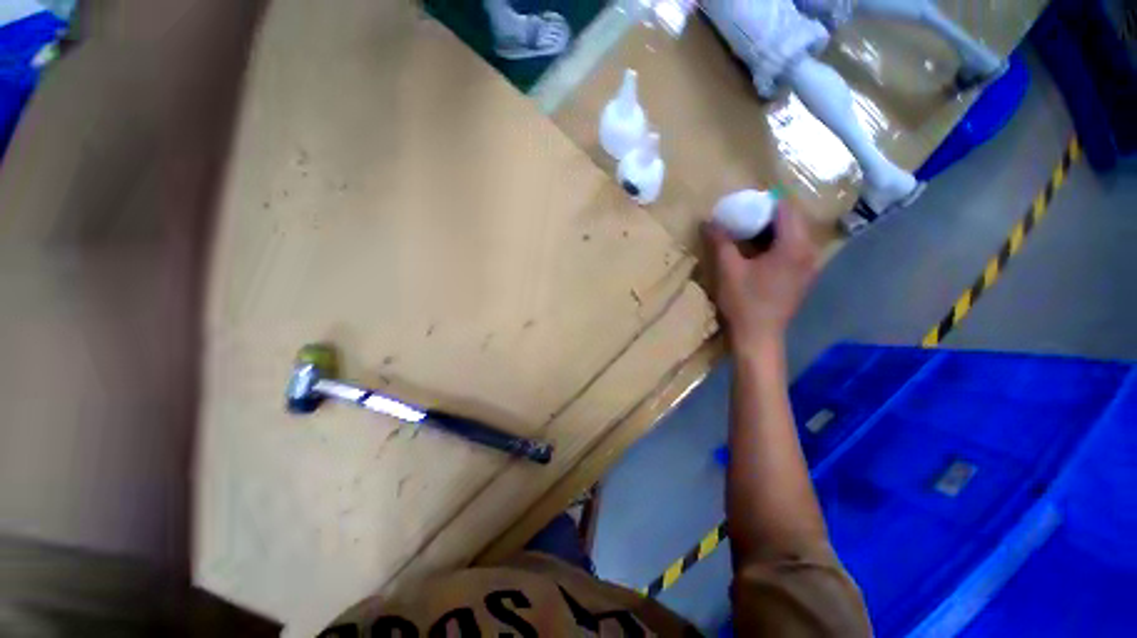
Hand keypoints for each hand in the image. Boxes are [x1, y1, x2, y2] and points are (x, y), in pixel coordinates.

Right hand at [703, 203, 818, 352]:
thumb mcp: (728, 270)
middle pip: (792, 220)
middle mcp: (808, 252)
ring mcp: (809, 266)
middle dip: (767, 215)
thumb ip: (720, 242)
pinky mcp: (803, 277)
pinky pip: (793, 249)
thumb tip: (709, 221)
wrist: (759, 337)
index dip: (764, 203)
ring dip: (772, 230)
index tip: (743, 205)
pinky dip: (777, 244)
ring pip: (793, 235)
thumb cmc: (744, 303)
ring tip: (747, 233)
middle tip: (742, 218)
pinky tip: (758, 253)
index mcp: (794, 246)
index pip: (785, 209)